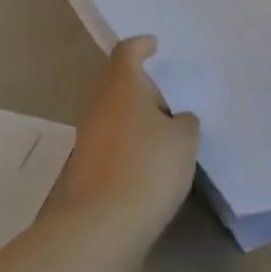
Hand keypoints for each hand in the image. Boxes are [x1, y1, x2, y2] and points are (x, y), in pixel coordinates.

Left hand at [44, 37, 198, 256]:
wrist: (100, 226)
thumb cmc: (147, 167)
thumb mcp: (183, 140)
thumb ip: (184, 122)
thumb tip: (176, 119)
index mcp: (122, 86)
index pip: (127, 52)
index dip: (141, 45)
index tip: (154, 45)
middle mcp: (100, 105)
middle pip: (121, 85)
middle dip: (144, 89)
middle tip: (172, 99)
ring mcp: (89, 138)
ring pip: (117, 116)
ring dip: (138, 120)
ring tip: (168, 135)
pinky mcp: (86, 169)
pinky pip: (113, 144)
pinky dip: (131, 146)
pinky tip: (151, 165)